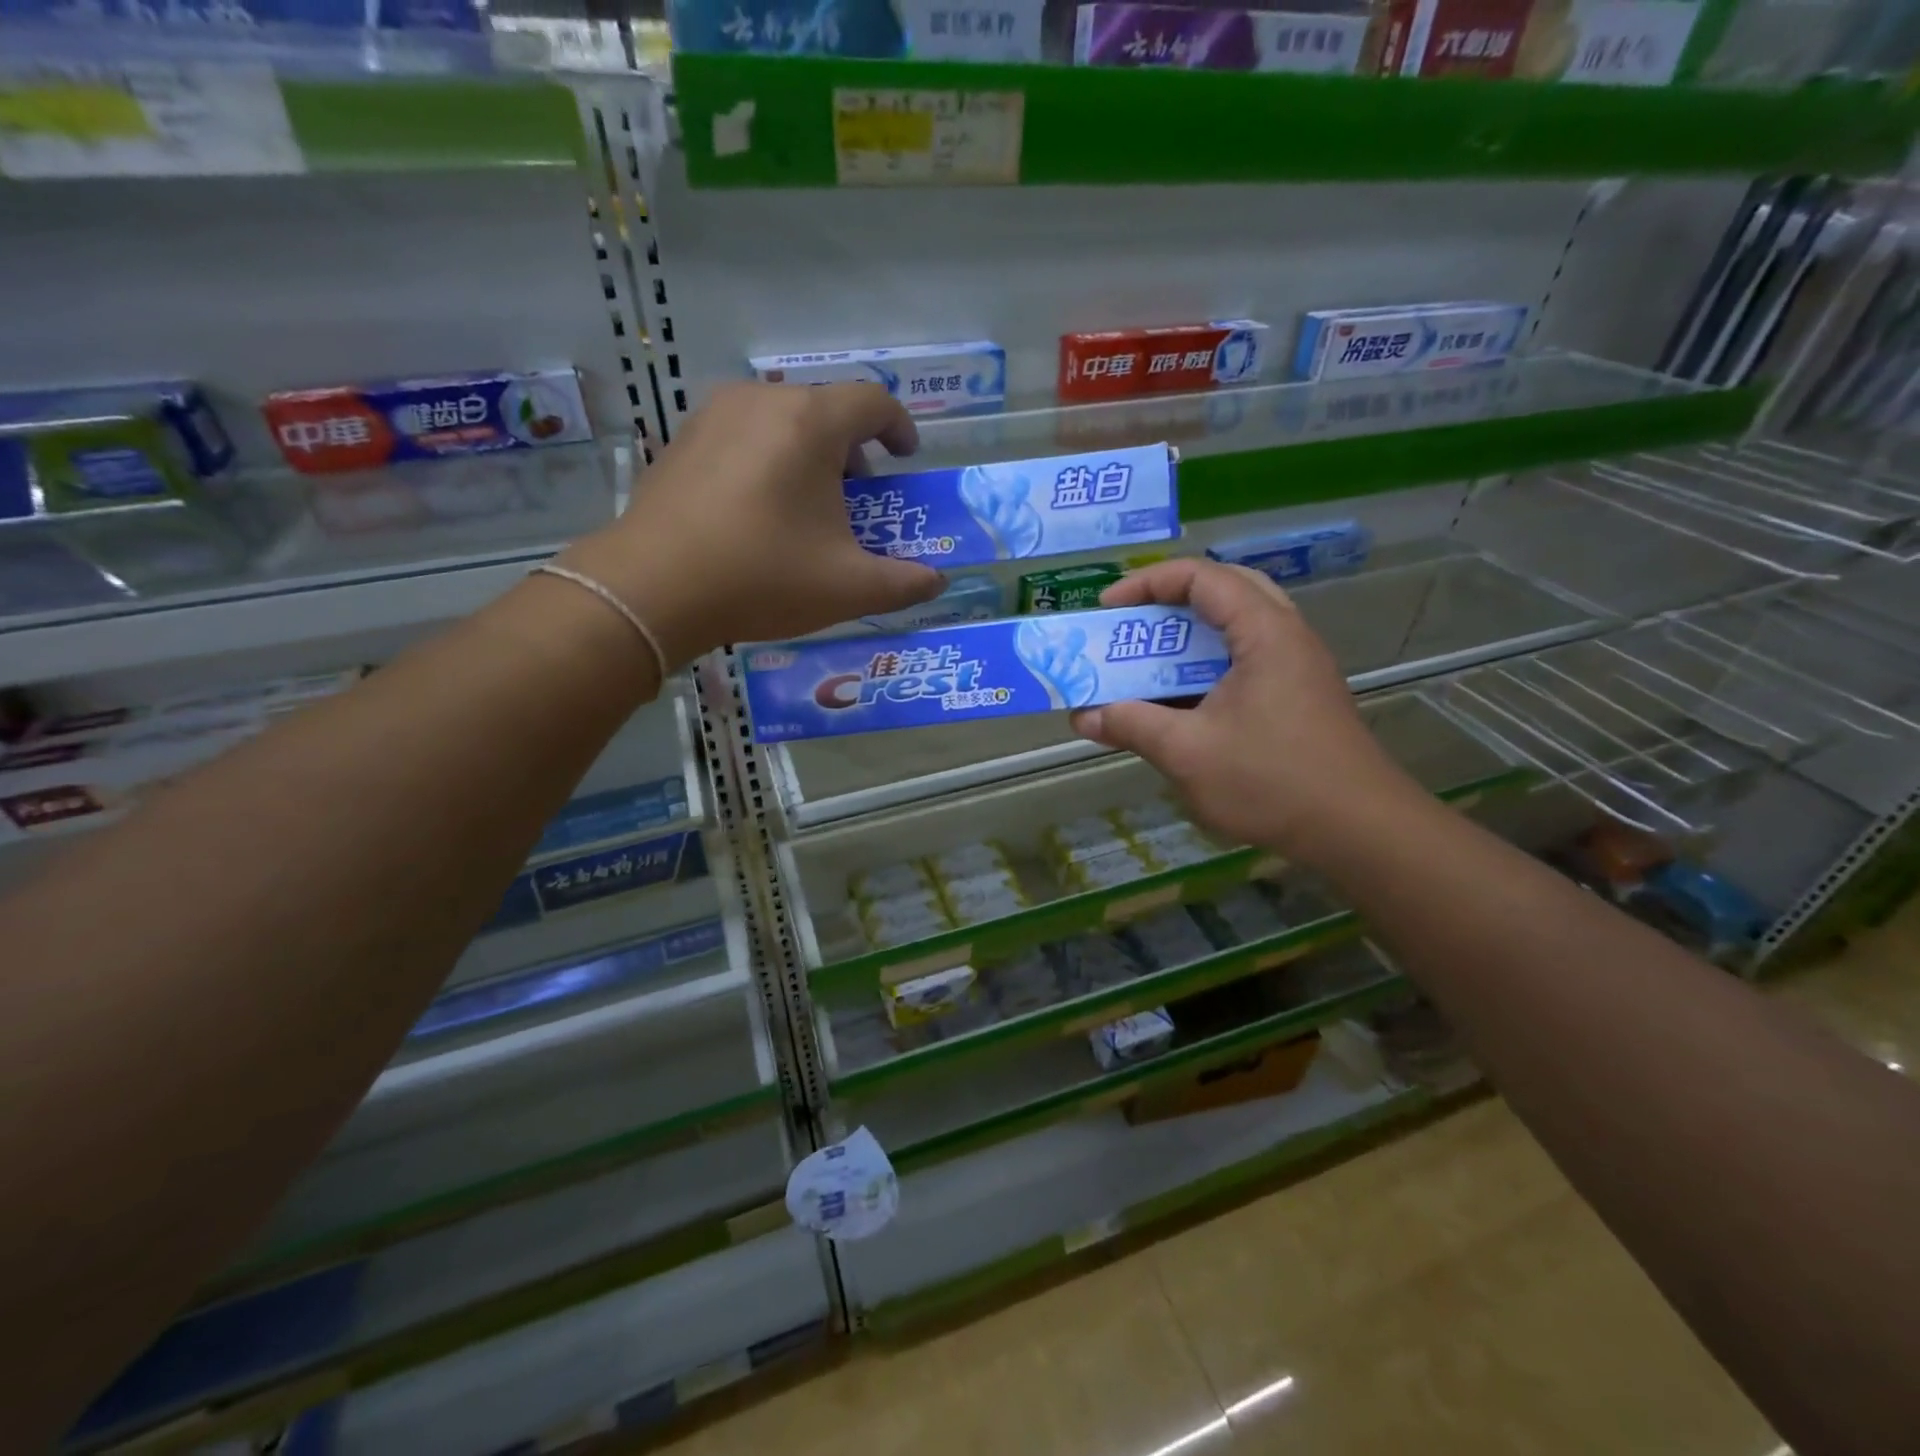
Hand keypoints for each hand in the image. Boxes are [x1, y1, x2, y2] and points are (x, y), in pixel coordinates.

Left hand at [556, 383, 944, 666]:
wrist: (652, 589)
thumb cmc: (762, 577)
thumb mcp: (848, 588)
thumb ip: (904, 583)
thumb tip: (937, 581)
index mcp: (811, 423)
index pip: (873, 401)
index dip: (900, 427)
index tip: (906, 459)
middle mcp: (763, 401)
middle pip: (825, 407)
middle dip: (854, 445)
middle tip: (861, 490)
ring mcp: (714, 415)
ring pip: (781, 417)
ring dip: (809, 450)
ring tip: (811, 500)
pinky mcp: (682, 439)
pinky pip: (742, 432)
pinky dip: (768, 456)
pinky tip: (761, 507)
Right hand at [1070, 559, 1422, 863]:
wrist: (1359, 830)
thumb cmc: (1271, 781)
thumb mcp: (1187, 752)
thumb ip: (1131, 725)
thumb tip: (1083, 718)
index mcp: (1264, 632)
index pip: (1201, 576)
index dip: (1147, 584)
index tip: (1106, 609)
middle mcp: (1286, 636)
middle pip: (1224, 590)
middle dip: (1170, 602)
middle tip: (1133, 625)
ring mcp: (1297, 667)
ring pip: (1236, 628)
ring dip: (1188, 638)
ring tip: (1148, 661)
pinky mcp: (1299, 696)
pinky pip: (1246, 661)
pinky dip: (1207, 668)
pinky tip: (1182, 702)